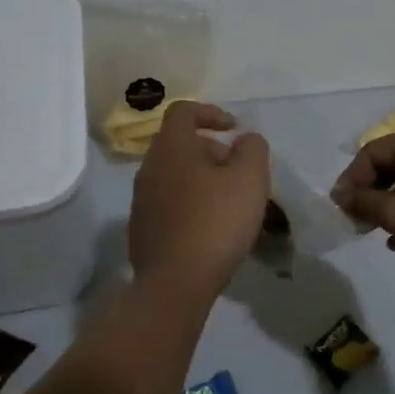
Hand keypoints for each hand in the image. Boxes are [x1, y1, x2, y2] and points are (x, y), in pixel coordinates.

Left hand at [129, 102, 271, 298]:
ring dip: (203, 180)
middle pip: (180, 145)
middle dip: (213, 151)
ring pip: (175, 176)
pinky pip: (170, 203)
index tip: (235, 130)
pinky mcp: (142, 228)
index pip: (184, 111)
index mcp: (172, 148)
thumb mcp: (250, 178)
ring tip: (230, 202)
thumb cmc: (216, 222)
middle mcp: (149, 168)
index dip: (211, 113)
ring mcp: (141, 200)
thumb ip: (252, 148)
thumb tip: (245, 139)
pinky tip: (211, 228)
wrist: (176, 282)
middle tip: (240, 172)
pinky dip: (191, 204)